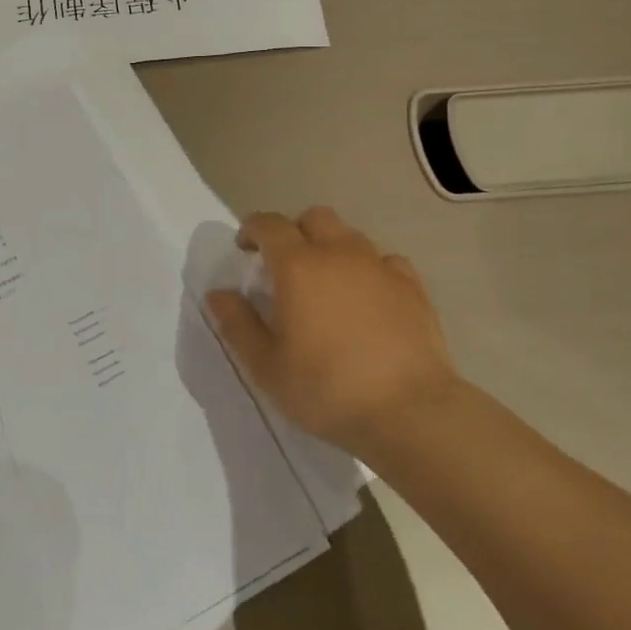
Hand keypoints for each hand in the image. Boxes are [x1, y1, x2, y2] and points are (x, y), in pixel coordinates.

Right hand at [205, 206, 457, 457]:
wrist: (410, 411)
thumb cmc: (327, 388)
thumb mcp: (266, 365)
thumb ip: (237, 323)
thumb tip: (218, 293)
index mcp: (298, 266)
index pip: (269, 225)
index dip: (252, 229)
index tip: (244, 248)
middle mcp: (339, 253)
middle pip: (314, 218)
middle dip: (294, 231)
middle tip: (284, 264)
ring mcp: (380, 267)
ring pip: (350, 236)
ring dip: (331, 247)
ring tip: (326, 282)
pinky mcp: (413, 288)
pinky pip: (385, 261)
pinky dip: (369, 269)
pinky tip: (368, 296)